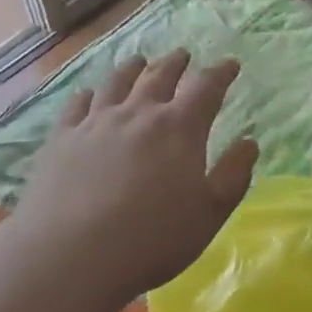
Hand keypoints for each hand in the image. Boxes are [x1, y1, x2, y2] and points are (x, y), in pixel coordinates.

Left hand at [9, 49, 258, 306]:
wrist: (70, 256)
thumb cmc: (152, 239)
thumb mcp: (209, 214)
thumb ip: (234, 175)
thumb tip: (249, 142)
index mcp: (179, 128)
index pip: (206, 87)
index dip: (220, 73)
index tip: (230, 65)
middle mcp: (139, 114)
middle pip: (160, 76)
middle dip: (175, 63)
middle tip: (183, 55)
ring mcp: (96, 123)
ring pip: (117, 83)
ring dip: (132, 68)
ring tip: (138, 62)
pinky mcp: (62, 139)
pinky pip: (77, 105)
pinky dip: (88, 95)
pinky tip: (88, 95)